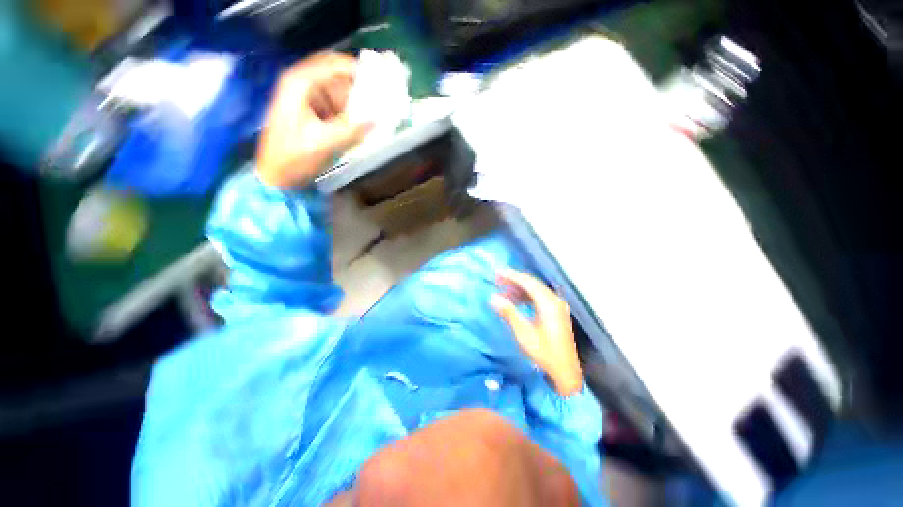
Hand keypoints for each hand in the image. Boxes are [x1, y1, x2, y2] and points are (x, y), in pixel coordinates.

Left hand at [256, 53, 372, 188]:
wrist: (277, 176)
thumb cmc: (294, 157)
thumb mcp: (324, 143)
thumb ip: (352, 130)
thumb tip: (378, 119)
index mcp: (300, 83)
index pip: (335, 64)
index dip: (359, 70)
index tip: (382, 83)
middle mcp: (304, 85)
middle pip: (339, 77)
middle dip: (360, 89)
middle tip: (382, 103)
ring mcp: (308, 99)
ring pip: (340, 93)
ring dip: (358, 104)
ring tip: (376, 117)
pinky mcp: (314, 113)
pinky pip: (338, 107)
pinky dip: (351, 115)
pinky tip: (362, 126)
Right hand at [491, 270, 582, 396]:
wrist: (565, 373)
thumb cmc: (544, 353)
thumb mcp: (524, 333)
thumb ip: (509, 313)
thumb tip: (493, 297)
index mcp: (548, 304)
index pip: (528, 283)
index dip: (511, 276)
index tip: (497, 273)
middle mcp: (554, 301)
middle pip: (532, 284)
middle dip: (513, 281)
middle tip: (496, 280)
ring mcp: (557, 306)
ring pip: (535, 291)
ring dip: (518, 289)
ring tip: (502, 291)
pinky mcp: (556, 313)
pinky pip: (538, 298)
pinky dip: (525, 297)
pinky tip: (514, 301)